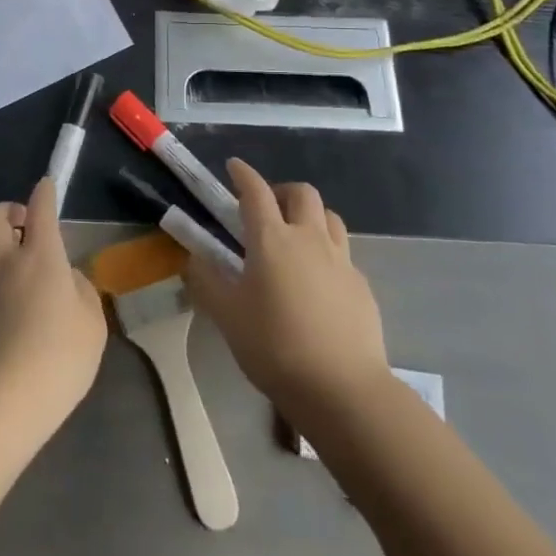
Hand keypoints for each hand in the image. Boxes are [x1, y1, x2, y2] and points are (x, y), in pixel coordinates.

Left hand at [0, 178, 106, 450]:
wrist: (6, 400)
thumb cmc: (61, 356)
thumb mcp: (91, 322)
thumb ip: (81, 290)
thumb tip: (66, 278)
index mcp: (42, 255)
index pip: (41, 209)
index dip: (44, 193)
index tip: (46, 185)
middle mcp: (6, 261)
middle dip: (8, 209)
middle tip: (24, 222)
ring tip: (9, 251)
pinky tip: (0, 290)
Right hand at [183, 159, 387, 419]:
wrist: (343, 389)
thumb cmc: (275, 346)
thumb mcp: (227, 316)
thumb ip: (206, 281)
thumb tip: (194, 258)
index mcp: (272, 239)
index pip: (255, 191)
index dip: (243, 174)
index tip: (234, 166)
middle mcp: (309, 239)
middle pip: (302, 193)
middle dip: (282, 191)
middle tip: (267, 208)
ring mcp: (341, 260)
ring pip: (329, 217)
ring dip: (310, 216)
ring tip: (295, 237)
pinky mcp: (361, 285)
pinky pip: (343, 253)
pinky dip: (327, 252)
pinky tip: (318, 281)